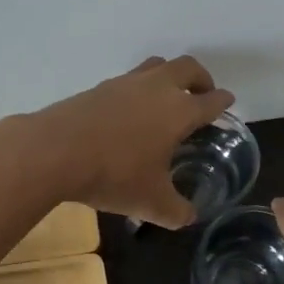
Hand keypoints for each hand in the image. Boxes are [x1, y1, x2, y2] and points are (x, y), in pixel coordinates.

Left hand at [3, 56, 234, 227]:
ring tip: (167, 98)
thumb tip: (188, 217)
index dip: (223, 102)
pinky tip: (130, 113)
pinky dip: (138, 90)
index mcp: (179, 111)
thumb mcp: (152, 203)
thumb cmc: (114, 175)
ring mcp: (125, 83)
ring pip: (156, 66)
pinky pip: (129, 80)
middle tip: (202, 95)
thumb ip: (177, 211)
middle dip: (201, 79)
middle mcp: (157, 88)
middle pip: (187, 68)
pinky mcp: (98, 87)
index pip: (211, 100)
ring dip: (169, 77)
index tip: (227, 104)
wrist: (55, 151)